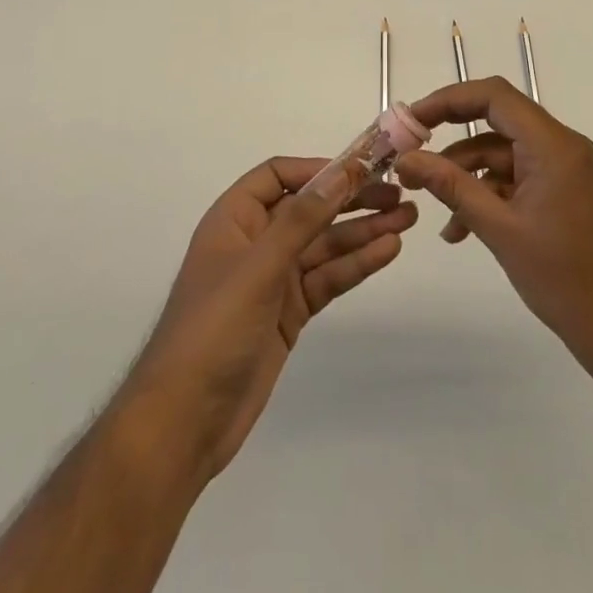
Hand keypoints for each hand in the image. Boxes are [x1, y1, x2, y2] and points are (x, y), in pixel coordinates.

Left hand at [120, 155, 415, 480]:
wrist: (184, 423)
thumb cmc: (213, 330)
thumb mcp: (258, 267)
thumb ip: (302, 219)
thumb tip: (342, 172)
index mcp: (234, 219)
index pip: (279, 176)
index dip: (319, 169)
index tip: (361, 169)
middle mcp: (255, 242)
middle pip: (309, 209)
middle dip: (351, 200)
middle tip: (399, 194)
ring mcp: (273, 279)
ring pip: (324, 245)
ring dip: (363, 232)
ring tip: (407, 220)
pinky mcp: (289, 313)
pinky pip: (327, 278)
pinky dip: (355, 265)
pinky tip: (387, 251)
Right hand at [394, 77, 592, 377]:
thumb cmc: (566, 279)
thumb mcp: (499, 229)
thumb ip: (451, 187)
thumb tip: (405, 159)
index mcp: (553, 144)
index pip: (494, 96)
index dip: (448, 100)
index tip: (412, 120)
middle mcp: (563, 146)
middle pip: (497, 122)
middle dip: (451, 139)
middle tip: (412, 156)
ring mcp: (567, 171)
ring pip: (505, 154)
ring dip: (467, 176)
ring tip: (434, 210)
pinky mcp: (568, 195)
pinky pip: (520, 179)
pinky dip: (490, 195)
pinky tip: (462, 230)